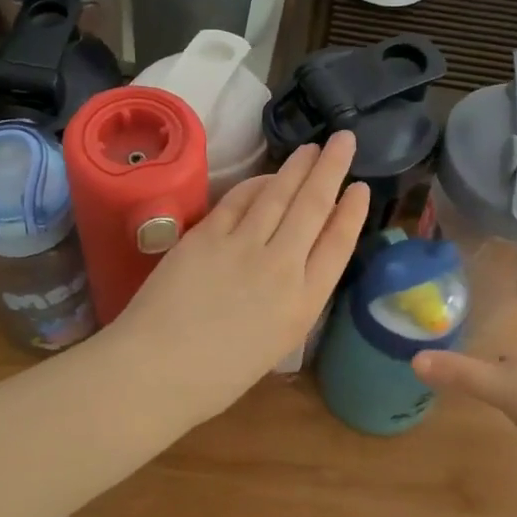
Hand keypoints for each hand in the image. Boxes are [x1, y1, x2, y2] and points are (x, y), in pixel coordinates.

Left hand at [114, 132, 369, 408]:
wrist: (155, 371)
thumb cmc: (216, 376)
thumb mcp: (275, 343)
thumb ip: (292, 300)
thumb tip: (294, 263)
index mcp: (303, 304)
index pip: (338, 245)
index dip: (351, 212)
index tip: (361, 188)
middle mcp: (281, 267)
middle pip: (313, 207)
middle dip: (332, 169)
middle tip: (344, 140)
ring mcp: (242, 246)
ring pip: (278, 195)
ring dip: (298, 167)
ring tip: (312, 147)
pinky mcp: (207, 234)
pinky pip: (239, 200)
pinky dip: (257, 184)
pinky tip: (267, 174)